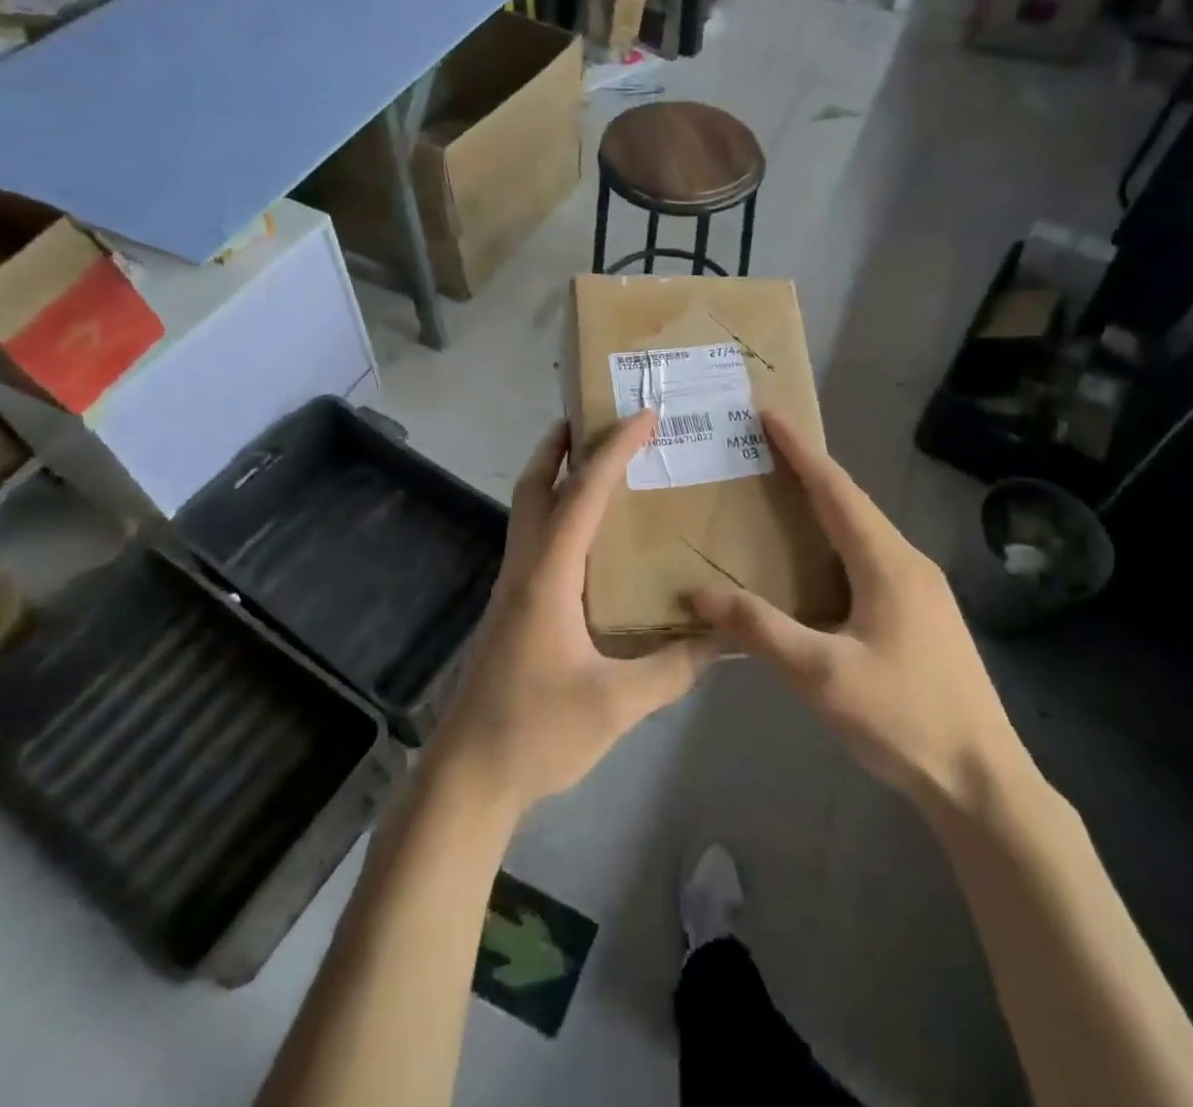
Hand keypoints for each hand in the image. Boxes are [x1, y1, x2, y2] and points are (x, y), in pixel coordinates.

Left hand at [426, 412, 718, 815]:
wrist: (469, 777)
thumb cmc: (537, 733)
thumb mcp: (617, 704)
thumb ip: (673, 669)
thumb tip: (724, 638)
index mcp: (548, 577)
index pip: (583, 496)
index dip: (613, 451)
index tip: (643, 415)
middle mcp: (525, 569)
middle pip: (536, 487)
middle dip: (560, 445)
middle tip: (593, 416)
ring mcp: (512, 588)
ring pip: (528, 511)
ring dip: (555, 476)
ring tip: (593, 461)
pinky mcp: (511, 609)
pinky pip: (534, 540)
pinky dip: (556, 514)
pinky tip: (586, 537)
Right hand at [692, 414, 1028, 807]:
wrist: (984, 782)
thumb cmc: (904, 719)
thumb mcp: (822, 675)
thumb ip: (761, 630)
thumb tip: (700, 593)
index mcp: (887, 563)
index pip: (836, 490)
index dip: (801, 450)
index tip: (770, 413)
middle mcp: (908, 563)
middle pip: (852, 502)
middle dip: (809, 470)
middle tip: (764, 450)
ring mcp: (922, 590)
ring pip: (864, 531)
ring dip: (824, 506)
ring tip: (782, 495)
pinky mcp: (923, 614)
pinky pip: (871, 557)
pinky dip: (837, 541)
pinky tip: (817, 563)